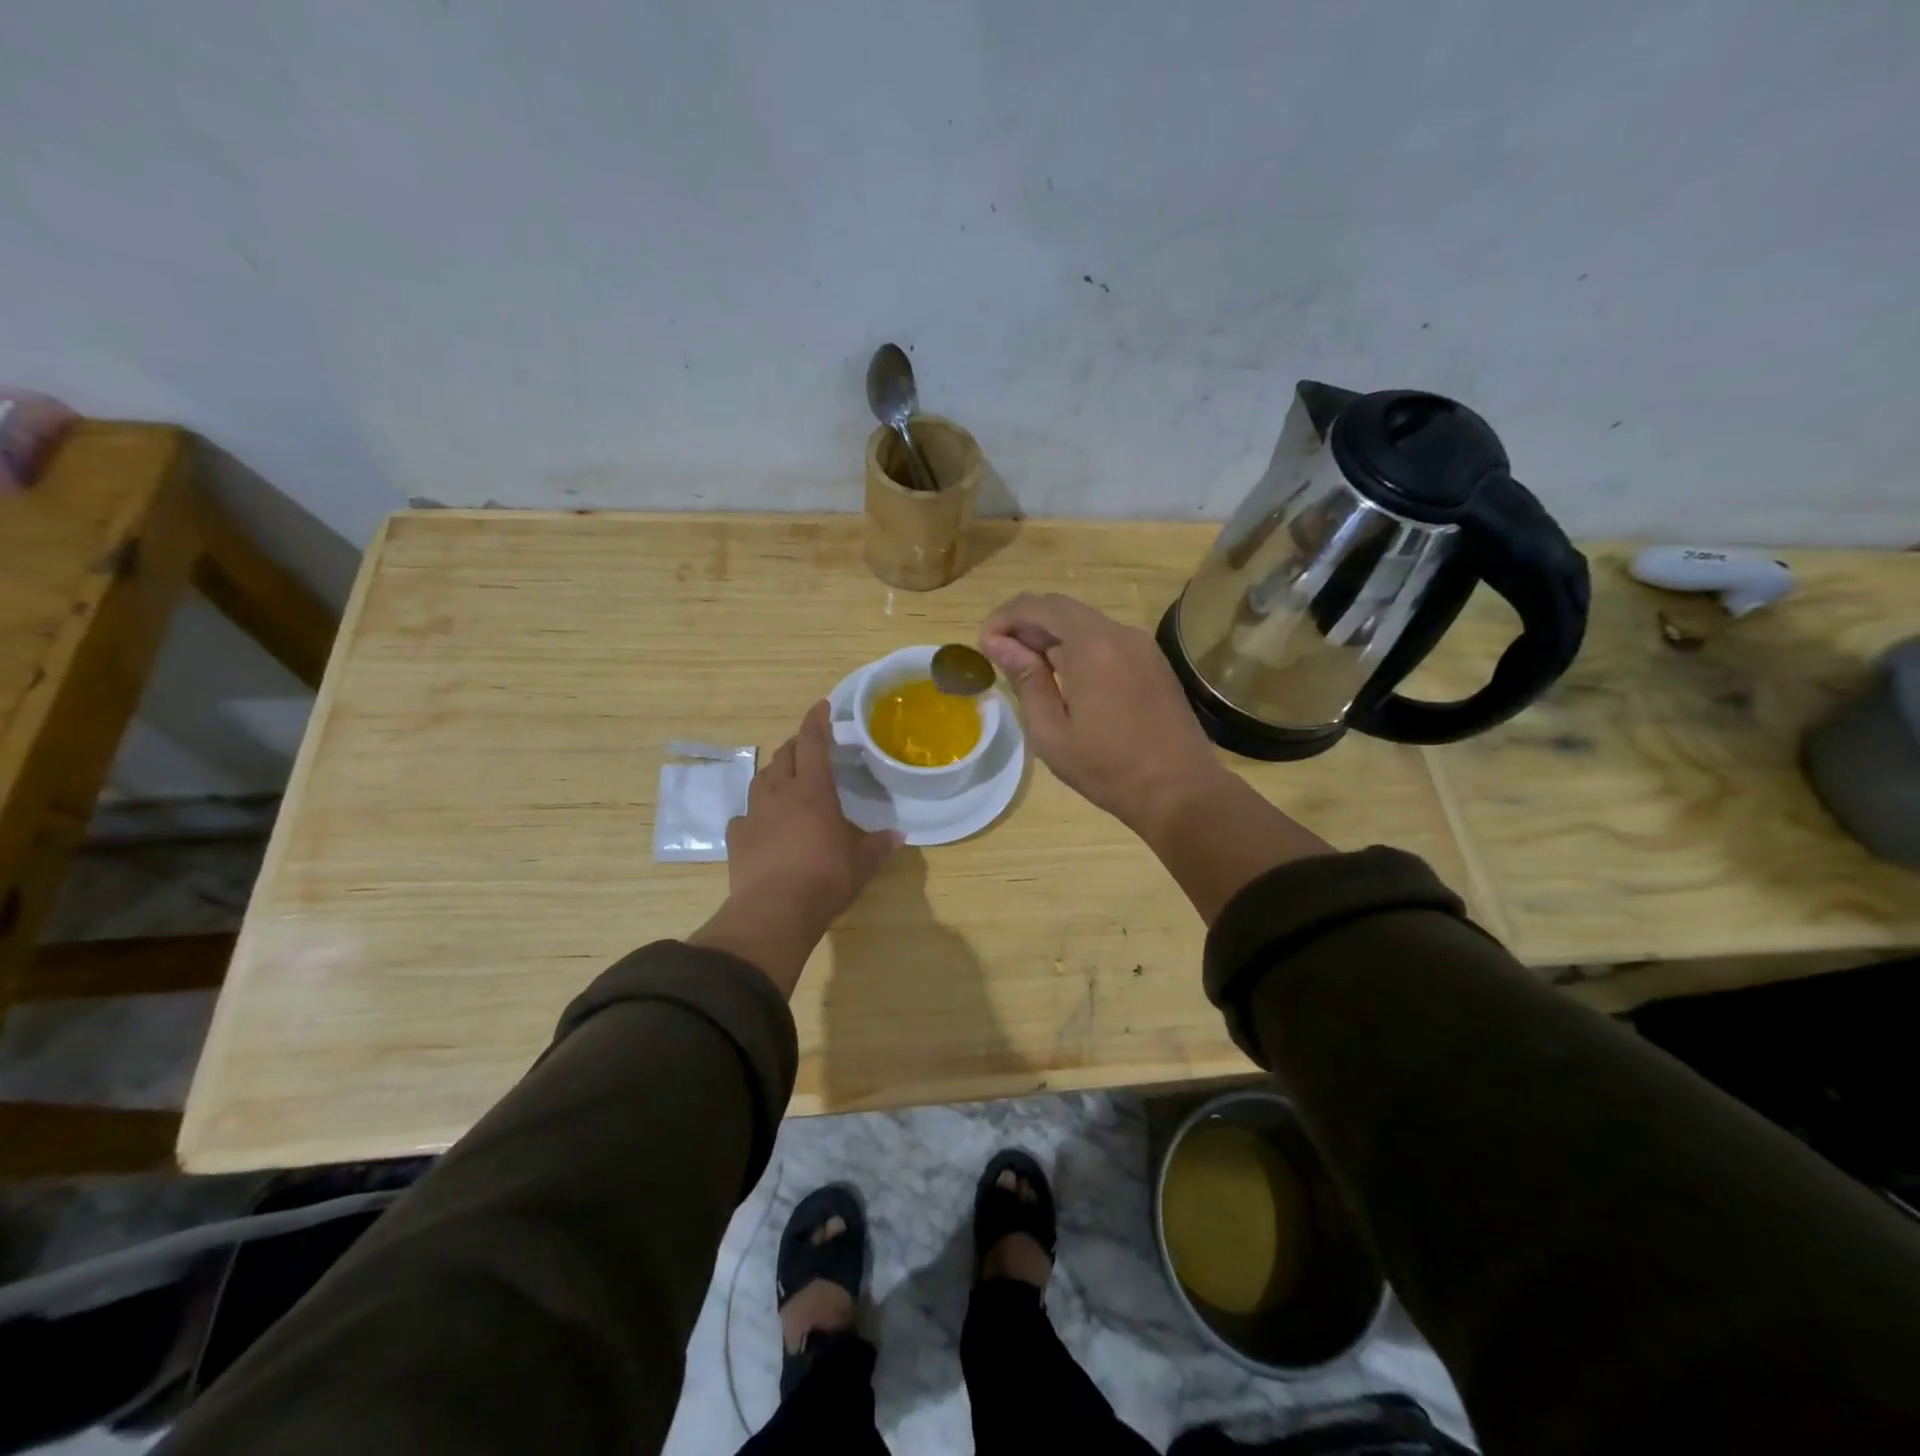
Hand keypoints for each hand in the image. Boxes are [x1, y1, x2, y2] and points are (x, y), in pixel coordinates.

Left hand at [690, 701, 900, 994]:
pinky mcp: (736, 837)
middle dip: (797, 745)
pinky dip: (756, 813)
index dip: (817, 721)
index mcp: (813, 791)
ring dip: (776, 774)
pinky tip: (762, 825)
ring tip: (787, 782)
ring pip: (762, 779)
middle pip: (785, 755)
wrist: (774, 912)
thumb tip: (898, 836)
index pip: (813, 742)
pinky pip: (745, 815)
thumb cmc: (825, 879)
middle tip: (810, 748)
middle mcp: (780, 793)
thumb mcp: (862, 864)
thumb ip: (879, 846)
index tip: (822, 706)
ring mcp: (753, 813)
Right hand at [979, 593, 1230, 833]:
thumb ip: (1025, 679)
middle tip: (1000, 654)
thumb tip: (998, 644)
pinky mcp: (1153, 661)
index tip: (984, 644)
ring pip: (1085, 623)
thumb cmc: (1107, 768)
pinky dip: (1077, 647)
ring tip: (1027, 668)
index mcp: (1091, 645)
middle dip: (1026, 624)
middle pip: (1062, 609)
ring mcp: (1141, 645)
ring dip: (1051, 635)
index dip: (1004, 618)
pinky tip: (1064, 677)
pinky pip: (1106, 639)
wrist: (1179, 790)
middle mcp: (1118, 632)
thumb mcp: (1051, 731)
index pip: (1038, 607)